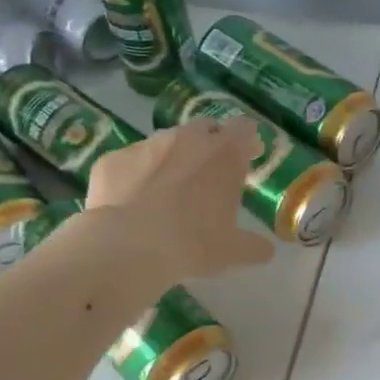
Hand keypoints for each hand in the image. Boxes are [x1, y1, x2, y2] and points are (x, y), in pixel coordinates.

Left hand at [85, 119, 276, 278]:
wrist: (127, 247)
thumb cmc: (192, 244)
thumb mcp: (232, 252)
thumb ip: (254, 246)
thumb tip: (266, 250)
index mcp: (224, 154)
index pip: (244, 128)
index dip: (247, 139)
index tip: (249, 154)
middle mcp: (187, 139)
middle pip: (205, 128)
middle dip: (210, 144)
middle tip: (210, 172)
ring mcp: (147, 145)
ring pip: (166, 143)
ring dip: (172, 158)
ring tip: (168, 189)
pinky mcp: (113, 159)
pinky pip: (130, 163)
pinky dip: (135, 176)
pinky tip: (132, 202)